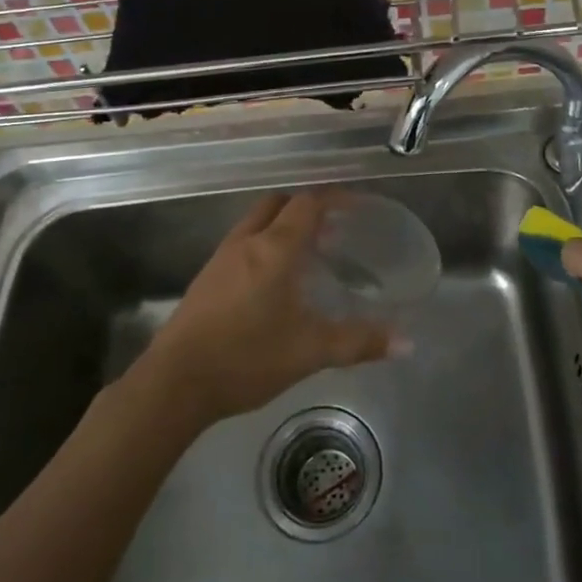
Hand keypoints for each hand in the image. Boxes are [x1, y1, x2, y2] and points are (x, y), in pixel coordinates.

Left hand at [139, 192, 400, 429]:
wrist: (174, 383)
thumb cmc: (247, 358)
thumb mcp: (310, 351)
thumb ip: (359, 342)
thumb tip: (407, 342)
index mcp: (274, 248)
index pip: (307, 204)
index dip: (334, 198)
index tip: (358, 206)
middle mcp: (246, 242)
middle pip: (278, 203)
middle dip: (307, 207)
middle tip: (334, 228)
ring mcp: (221, 258)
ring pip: (256, 222)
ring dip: (282, 224)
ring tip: (309, 251)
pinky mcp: (206, 278)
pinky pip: (242, 243)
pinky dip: (264, 243)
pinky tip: (274, 279)